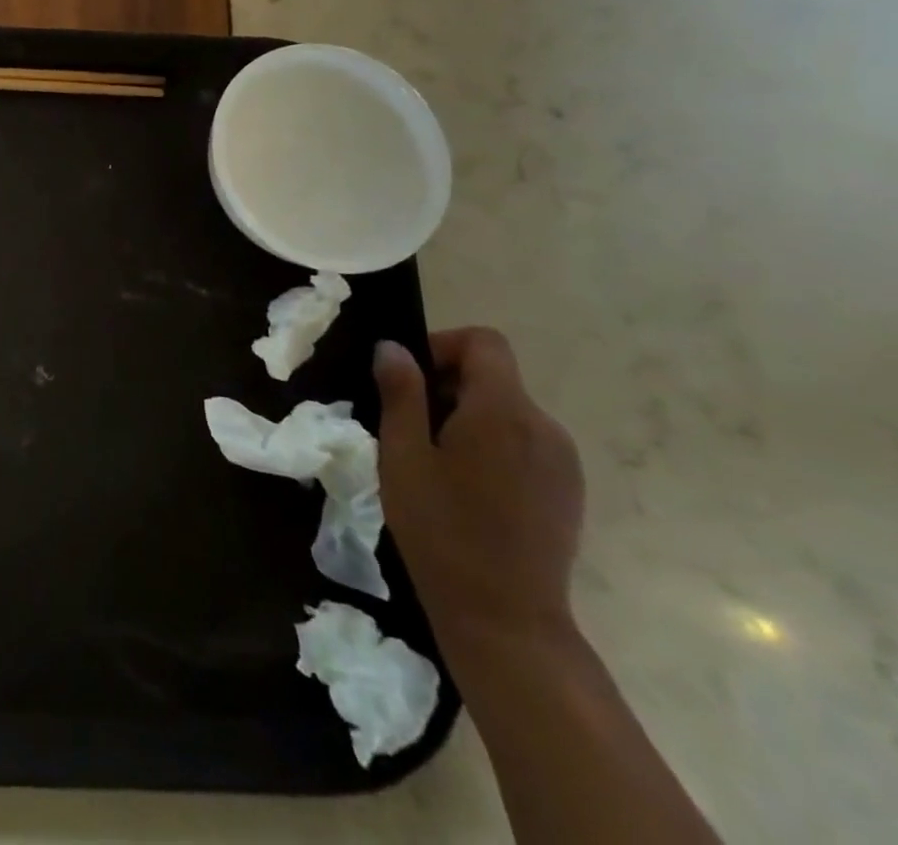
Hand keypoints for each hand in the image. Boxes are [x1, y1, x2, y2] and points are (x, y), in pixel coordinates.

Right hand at [374, 327, 584, 650]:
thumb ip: (400, 394)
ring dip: (469, 418)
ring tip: (435, 463)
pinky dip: (493, 445)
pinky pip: (525, 443)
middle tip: (409, 429)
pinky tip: (468, 488)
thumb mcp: (402, 455)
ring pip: (508, 411)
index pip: (484, 343)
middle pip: (495, 376)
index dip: (442, 346)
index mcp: (503, 411)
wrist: (506, 618)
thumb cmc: (441, 530)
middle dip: (448, 387)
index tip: (410, 381)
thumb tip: (393, 347)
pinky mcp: (568, 490)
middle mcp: (544, 427)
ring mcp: (563, 461)